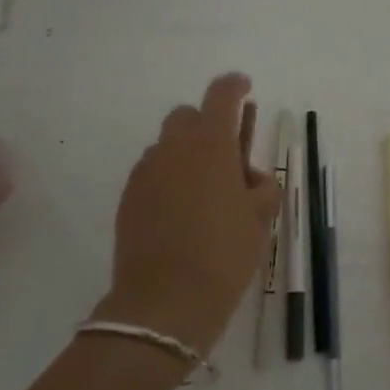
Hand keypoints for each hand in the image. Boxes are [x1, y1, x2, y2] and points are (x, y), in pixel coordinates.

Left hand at [103, 73, 279, 354]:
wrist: (165, 303)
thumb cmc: (224, 255)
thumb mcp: (260, 219)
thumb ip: (261, 186)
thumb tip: (249, 177)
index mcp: (212, 145)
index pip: (222, 94)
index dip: (235, 85)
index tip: (246, 89)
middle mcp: (174, 148)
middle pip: (187, 115)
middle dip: (207, 124)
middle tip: (226, 156)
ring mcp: (146, 171)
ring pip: (167, 145)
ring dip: (186, 154)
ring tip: (203, 192)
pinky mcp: (128, 197)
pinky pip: (151, 172)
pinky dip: (168, 178)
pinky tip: (180, 212)